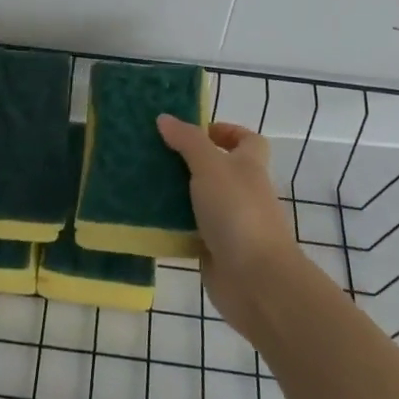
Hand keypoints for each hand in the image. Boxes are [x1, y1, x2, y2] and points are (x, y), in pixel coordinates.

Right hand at [156, 116, 302, 333]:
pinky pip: (189, 231)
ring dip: (176, 194)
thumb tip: (165, 118)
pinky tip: (146, 218)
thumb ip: (188, 141)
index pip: (247, 140)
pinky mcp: (214, 251)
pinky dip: (172, 226)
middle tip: (155, 154)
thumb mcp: (210, 166)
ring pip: (200, 201)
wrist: (256, 280)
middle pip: (218, 169)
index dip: (226, 131)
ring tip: (142, 182)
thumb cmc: (238, 212)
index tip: (194, 132)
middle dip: (188, 161)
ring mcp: (230, 223)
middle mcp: (242, 192)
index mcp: (249, 167)